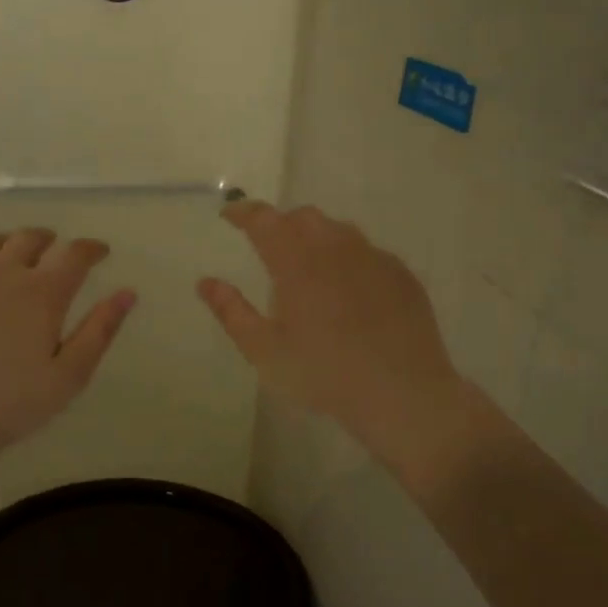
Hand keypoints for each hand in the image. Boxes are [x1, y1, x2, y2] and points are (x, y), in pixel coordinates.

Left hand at [0, 229, 135, 475]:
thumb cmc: (10, 404)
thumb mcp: (69, 375)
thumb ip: (100, 330)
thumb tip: (128, 293)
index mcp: (42, 292)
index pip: (75, 253)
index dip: (92, 248)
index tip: (101, 252)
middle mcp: (3, 272)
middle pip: (31, 238)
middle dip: (51, 240)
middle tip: (58, 251)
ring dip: (14, 244)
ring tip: (18, 258)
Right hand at [198, 202, 473, 476]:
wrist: (403, 394)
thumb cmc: (324, 374)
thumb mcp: (265, 351)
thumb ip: (231, 311)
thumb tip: (205, 283)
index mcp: (297, 262)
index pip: (264, 220)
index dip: (243, 212)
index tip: (229, 215)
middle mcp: (336, 248)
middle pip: (303, 217)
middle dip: (281, 223)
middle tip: (268, 246)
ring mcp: (374, 258)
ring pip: (339, 230)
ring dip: (316, 236)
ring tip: (309, 265)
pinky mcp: (401, 274)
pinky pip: (368, 251)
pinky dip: (348, 257)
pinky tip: (348, 288)